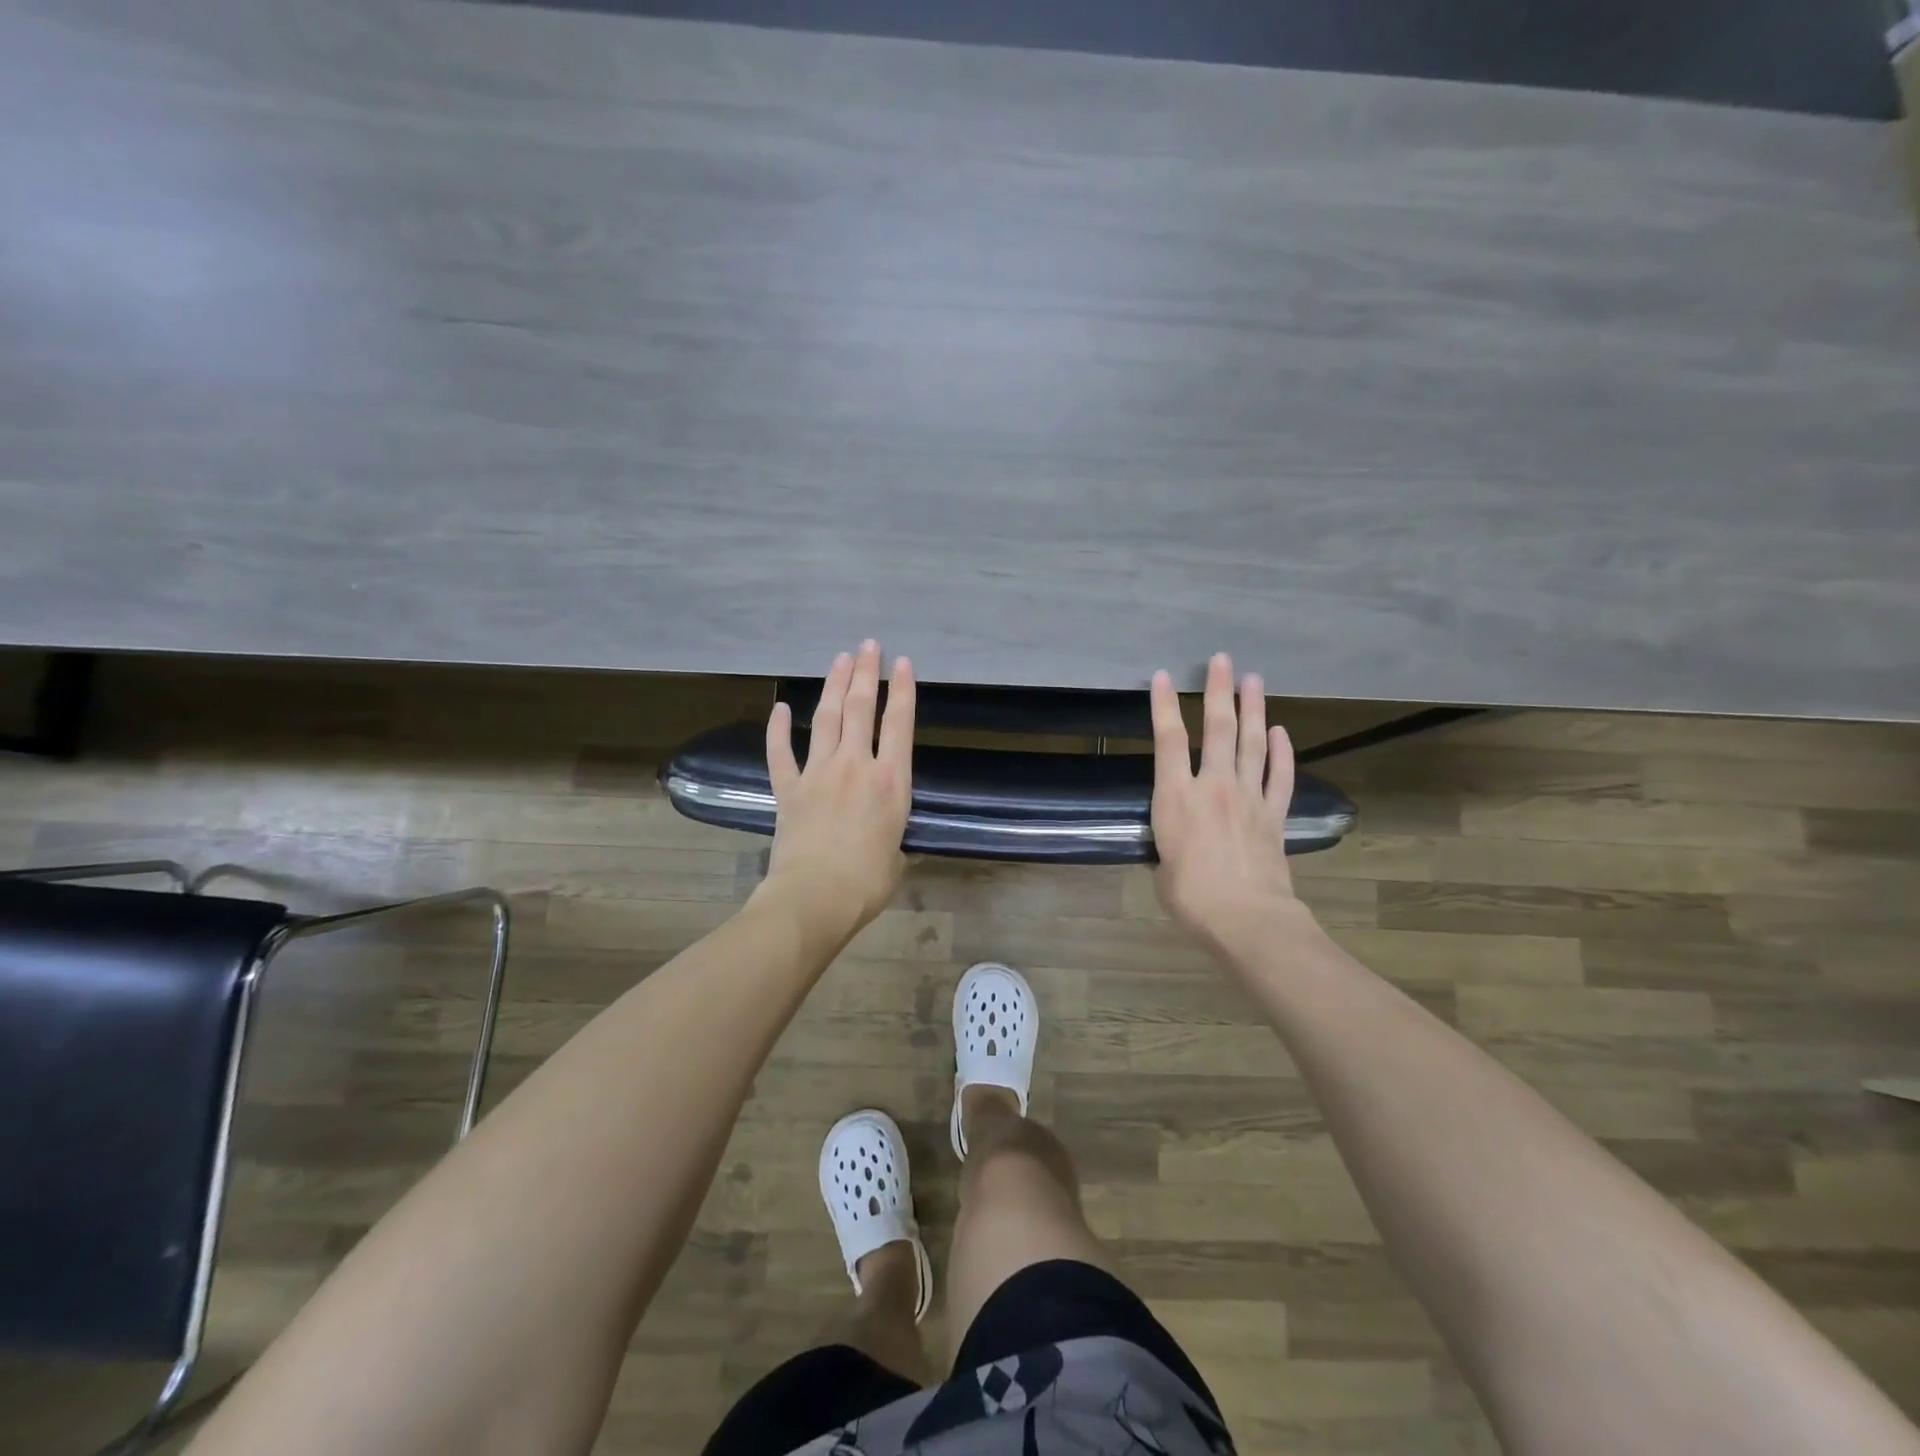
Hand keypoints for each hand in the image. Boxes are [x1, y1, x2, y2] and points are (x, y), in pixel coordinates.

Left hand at [758, 640, 914, 942]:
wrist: (816, 898)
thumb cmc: (867, 883)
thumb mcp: (897, 854)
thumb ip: (891, 832)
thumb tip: (882, 834)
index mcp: (891, 782)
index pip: (899, 724)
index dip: (902, 690)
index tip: (901, 663)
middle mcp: (856, 766)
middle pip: (860, 709)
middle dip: (866, 673)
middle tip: (868, 646)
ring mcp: (819, 774)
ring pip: (826, 719)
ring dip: (833, 686)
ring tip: (840, 659)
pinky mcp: (789, 789)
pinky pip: (781, 753)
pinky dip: (778, 729)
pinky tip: (779, 708)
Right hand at [1150, 652, 1299, 956]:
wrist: (1245, 918)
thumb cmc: (1190, 897)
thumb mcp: (1163, 867)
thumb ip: (1170, 842)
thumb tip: (1178, 842)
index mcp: (1176, 797)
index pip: (1168, 740)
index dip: (1163, 705)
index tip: (1162, 677)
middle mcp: (1214, 786)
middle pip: (1219, 728)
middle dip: (1219, 691)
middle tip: (1222, 660)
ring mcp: (1249, 797)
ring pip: (1254, 743)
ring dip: (1253, 709)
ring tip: (1253, 680)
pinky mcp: (1274, 815)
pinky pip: (1280, 776)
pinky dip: (1283, 752)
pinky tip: (1283, 732)